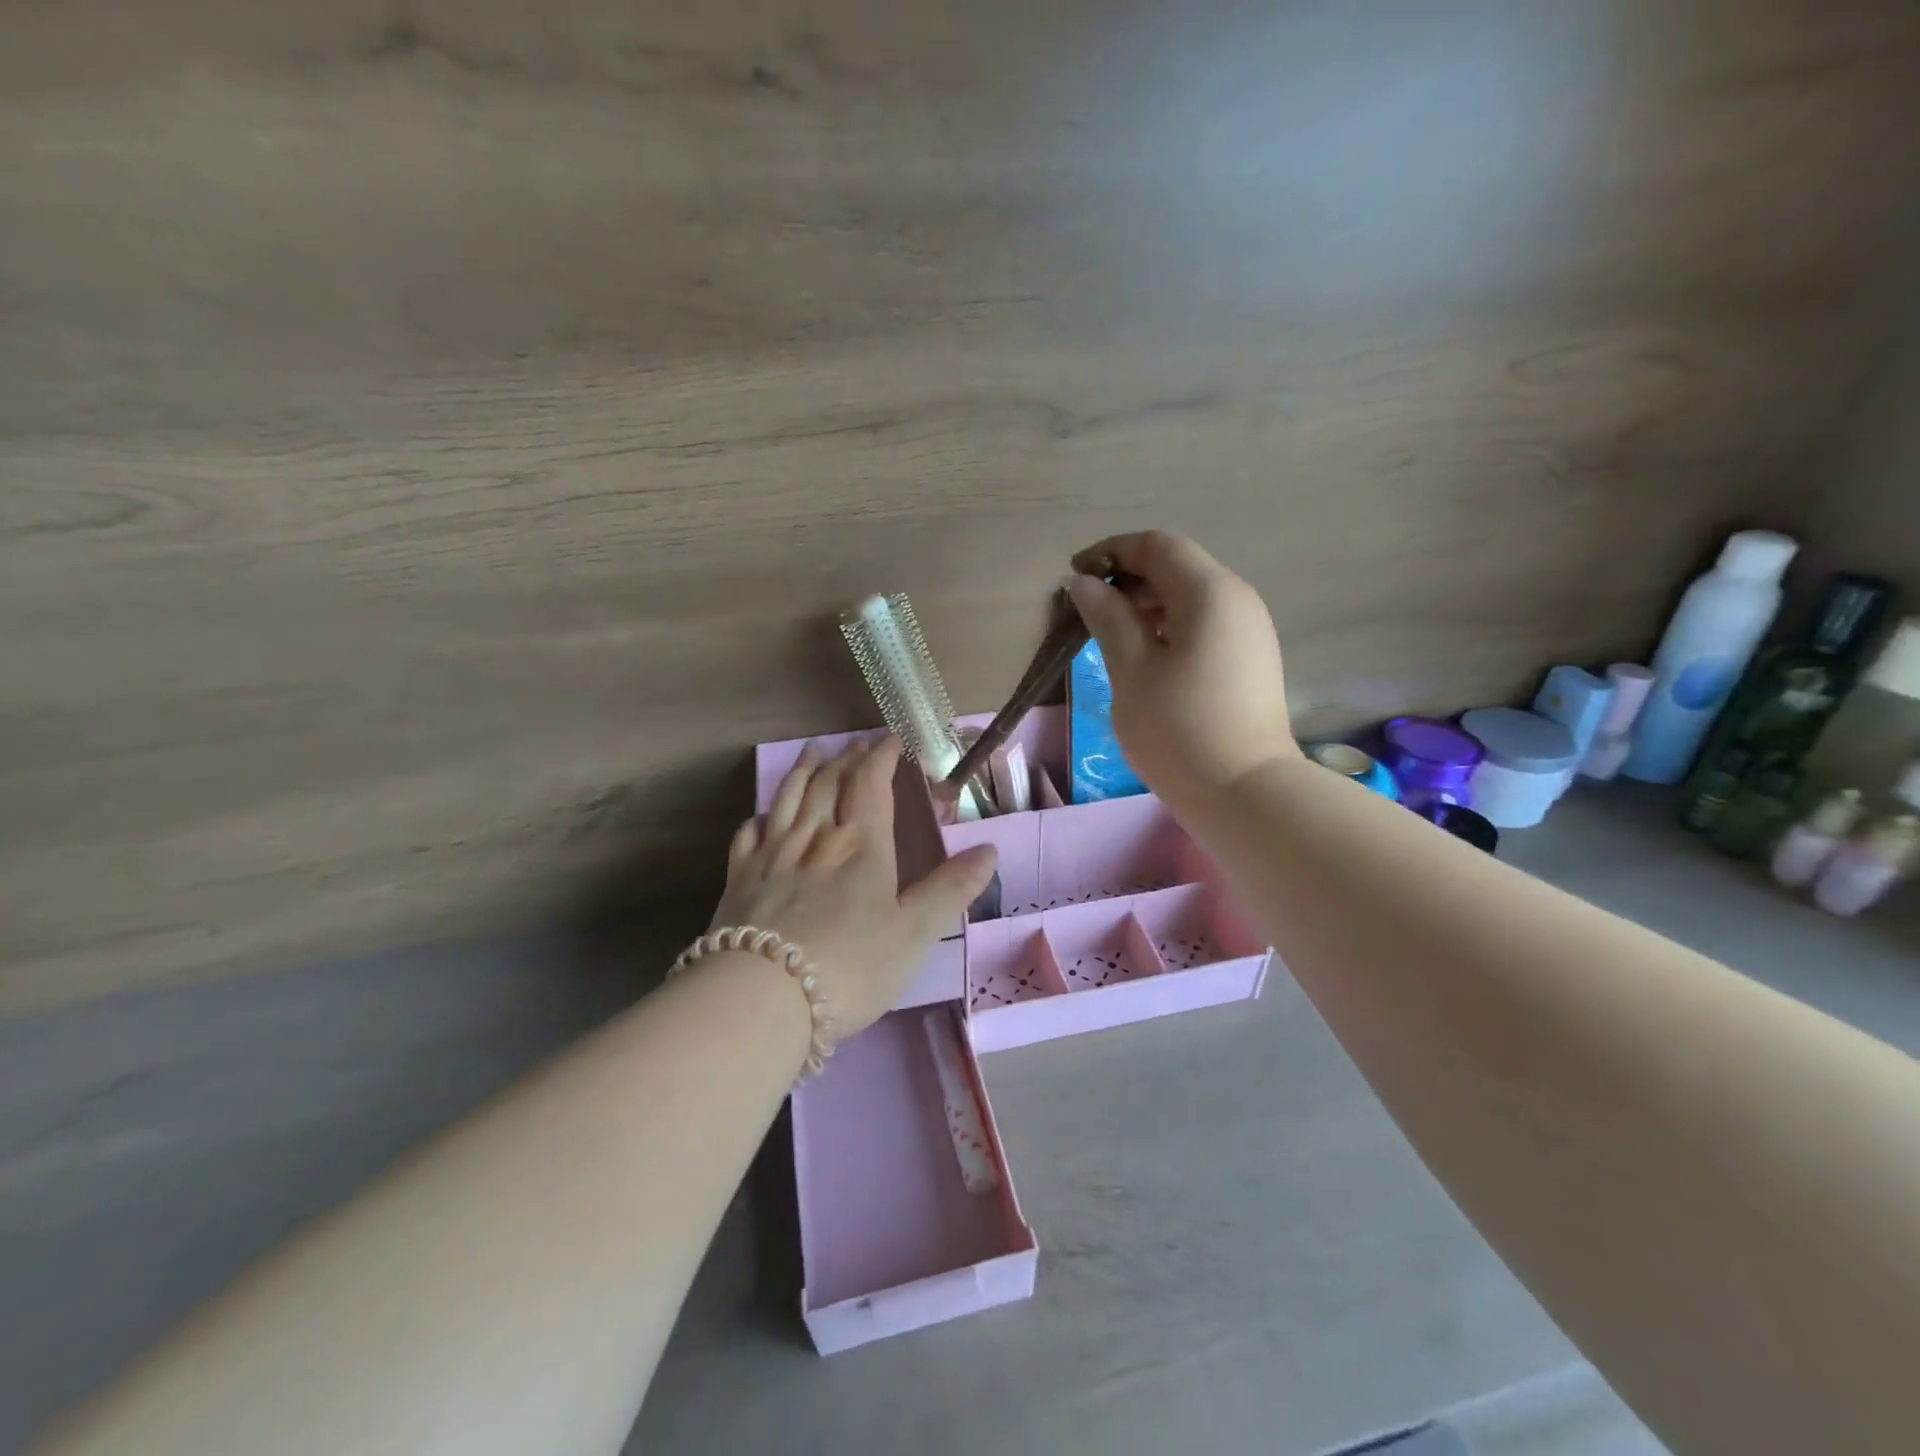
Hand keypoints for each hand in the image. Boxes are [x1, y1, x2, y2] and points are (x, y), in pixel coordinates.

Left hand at [708, 737, 998, 1036]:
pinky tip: (762, 816)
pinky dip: (759, 818)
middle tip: (855, 745)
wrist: (764, 998)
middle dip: (846, 759)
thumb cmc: (851, 967)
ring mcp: (772, 857)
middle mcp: (815, 838)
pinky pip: (748, 836)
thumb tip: (990, 849)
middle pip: (828, 784)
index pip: (871, 783)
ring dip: (803, 772)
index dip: (882, 756)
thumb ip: (952, 889)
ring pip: (788, 799)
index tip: (892, 739)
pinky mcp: (739, 880)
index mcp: (860, 845)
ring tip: (813, 754)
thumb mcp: (916, 932)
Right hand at [1067, 530, 1297, 807]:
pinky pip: (1205, 623)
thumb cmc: (1178, 729)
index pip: (1157, 545)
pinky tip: (1146, 656)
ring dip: (1147, 603)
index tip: (1075, 576)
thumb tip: (1085, 584)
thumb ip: (1108, 618)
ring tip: (1111, 634)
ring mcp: (1250, 630)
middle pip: (1178, 566)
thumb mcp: (1131, 671)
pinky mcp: (1251, 658)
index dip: (1112, 552)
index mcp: (1209, 592)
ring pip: (1191, 597)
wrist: (1244, 793)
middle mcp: (1237, 599)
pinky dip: (1170, 625)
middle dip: (1129, 578)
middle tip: (1088, 610)